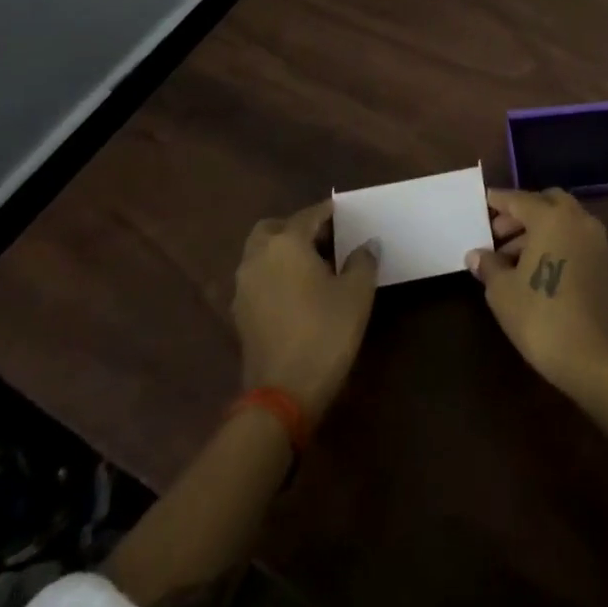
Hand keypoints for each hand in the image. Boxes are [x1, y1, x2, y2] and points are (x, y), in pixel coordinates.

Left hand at [233, 201, 378, 417]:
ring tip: (313, 266)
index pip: (308, 216)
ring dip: (282, 252)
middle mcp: (258, 257)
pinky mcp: (240, 314)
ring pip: (261, 254)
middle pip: (273, 229)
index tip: (344, 214)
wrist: (283, 393)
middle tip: (323, 239)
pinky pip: (258, 278)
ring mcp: (244, 287)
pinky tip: (297, 292)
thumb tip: (367, 245)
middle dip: (295, 228)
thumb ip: (363, 261)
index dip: (328, 212)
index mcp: (286, 243)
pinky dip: (274, 275)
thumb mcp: (356, 293)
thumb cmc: (325, 332)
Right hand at [466, 187, 607, 397]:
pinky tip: (538, 267)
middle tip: (498, 233)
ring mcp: (596, 240)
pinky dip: (557, 241)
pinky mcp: (605, 262)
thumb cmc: (540, 317)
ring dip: (539, 229)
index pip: (519, 199)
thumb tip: (476, 255)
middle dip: (521, 213)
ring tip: (512, 256)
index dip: (499, 201)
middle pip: (546, 202)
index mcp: (551, 217)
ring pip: (563, 220)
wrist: (593, 357)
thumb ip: (489, 265)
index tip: (484, 202)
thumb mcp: (502, 291)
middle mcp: (578, 219)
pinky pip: (576, 237)